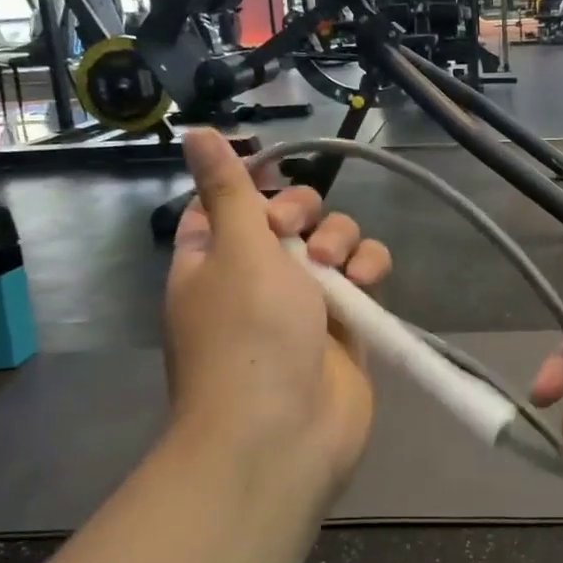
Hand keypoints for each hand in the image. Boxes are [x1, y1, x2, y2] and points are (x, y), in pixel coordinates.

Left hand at [165, 130, 391, 497]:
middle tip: (299, 234)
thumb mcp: (234, 246)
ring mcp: (305, 302)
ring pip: (334, 242)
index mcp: (213, 259)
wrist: (283, 432)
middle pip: (290, 216)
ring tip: (338, 268)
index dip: (253, 186)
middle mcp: (258, 277)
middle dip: (303, 213)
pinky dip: (369, 269)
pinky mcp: (347, 324)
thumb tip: (194, 130)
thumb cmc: (248, 333)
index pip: (229, 203)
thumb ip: (229, 186)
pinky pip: (364, 275)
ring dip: (341, 240)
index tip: (272, 177)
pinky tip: (366, 283)